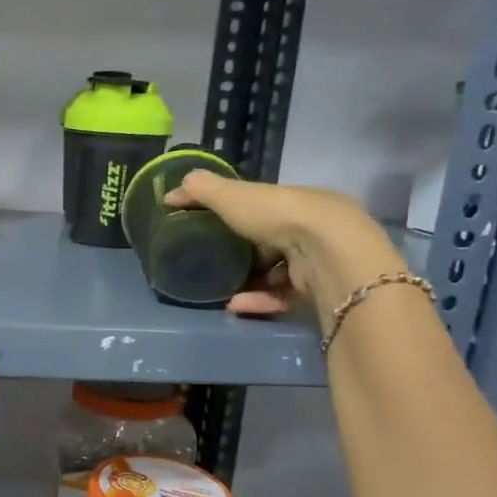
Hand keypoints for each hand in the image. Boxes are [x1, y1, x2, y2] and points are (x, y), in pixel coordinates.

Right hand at [164, 173, 404, 330]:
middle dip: (244, 255)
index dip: (238, 216)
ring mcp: (318, 262)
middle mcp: (312, 229)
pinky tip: (234, 305)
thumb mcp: (232, 195)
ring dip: (248, 282)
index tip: (210, 229)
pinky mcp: (318, 292)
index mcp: (295, 202)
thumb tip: (171, 192)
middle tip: (212, 265)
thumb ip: (202, 191)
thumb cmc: (278, 215)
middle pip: (273, 243)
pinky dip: (258, 301)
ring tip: (219, 291)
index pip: (265, 208)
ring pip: (278, 274)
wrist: (325, 252)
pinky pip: (283, 298)